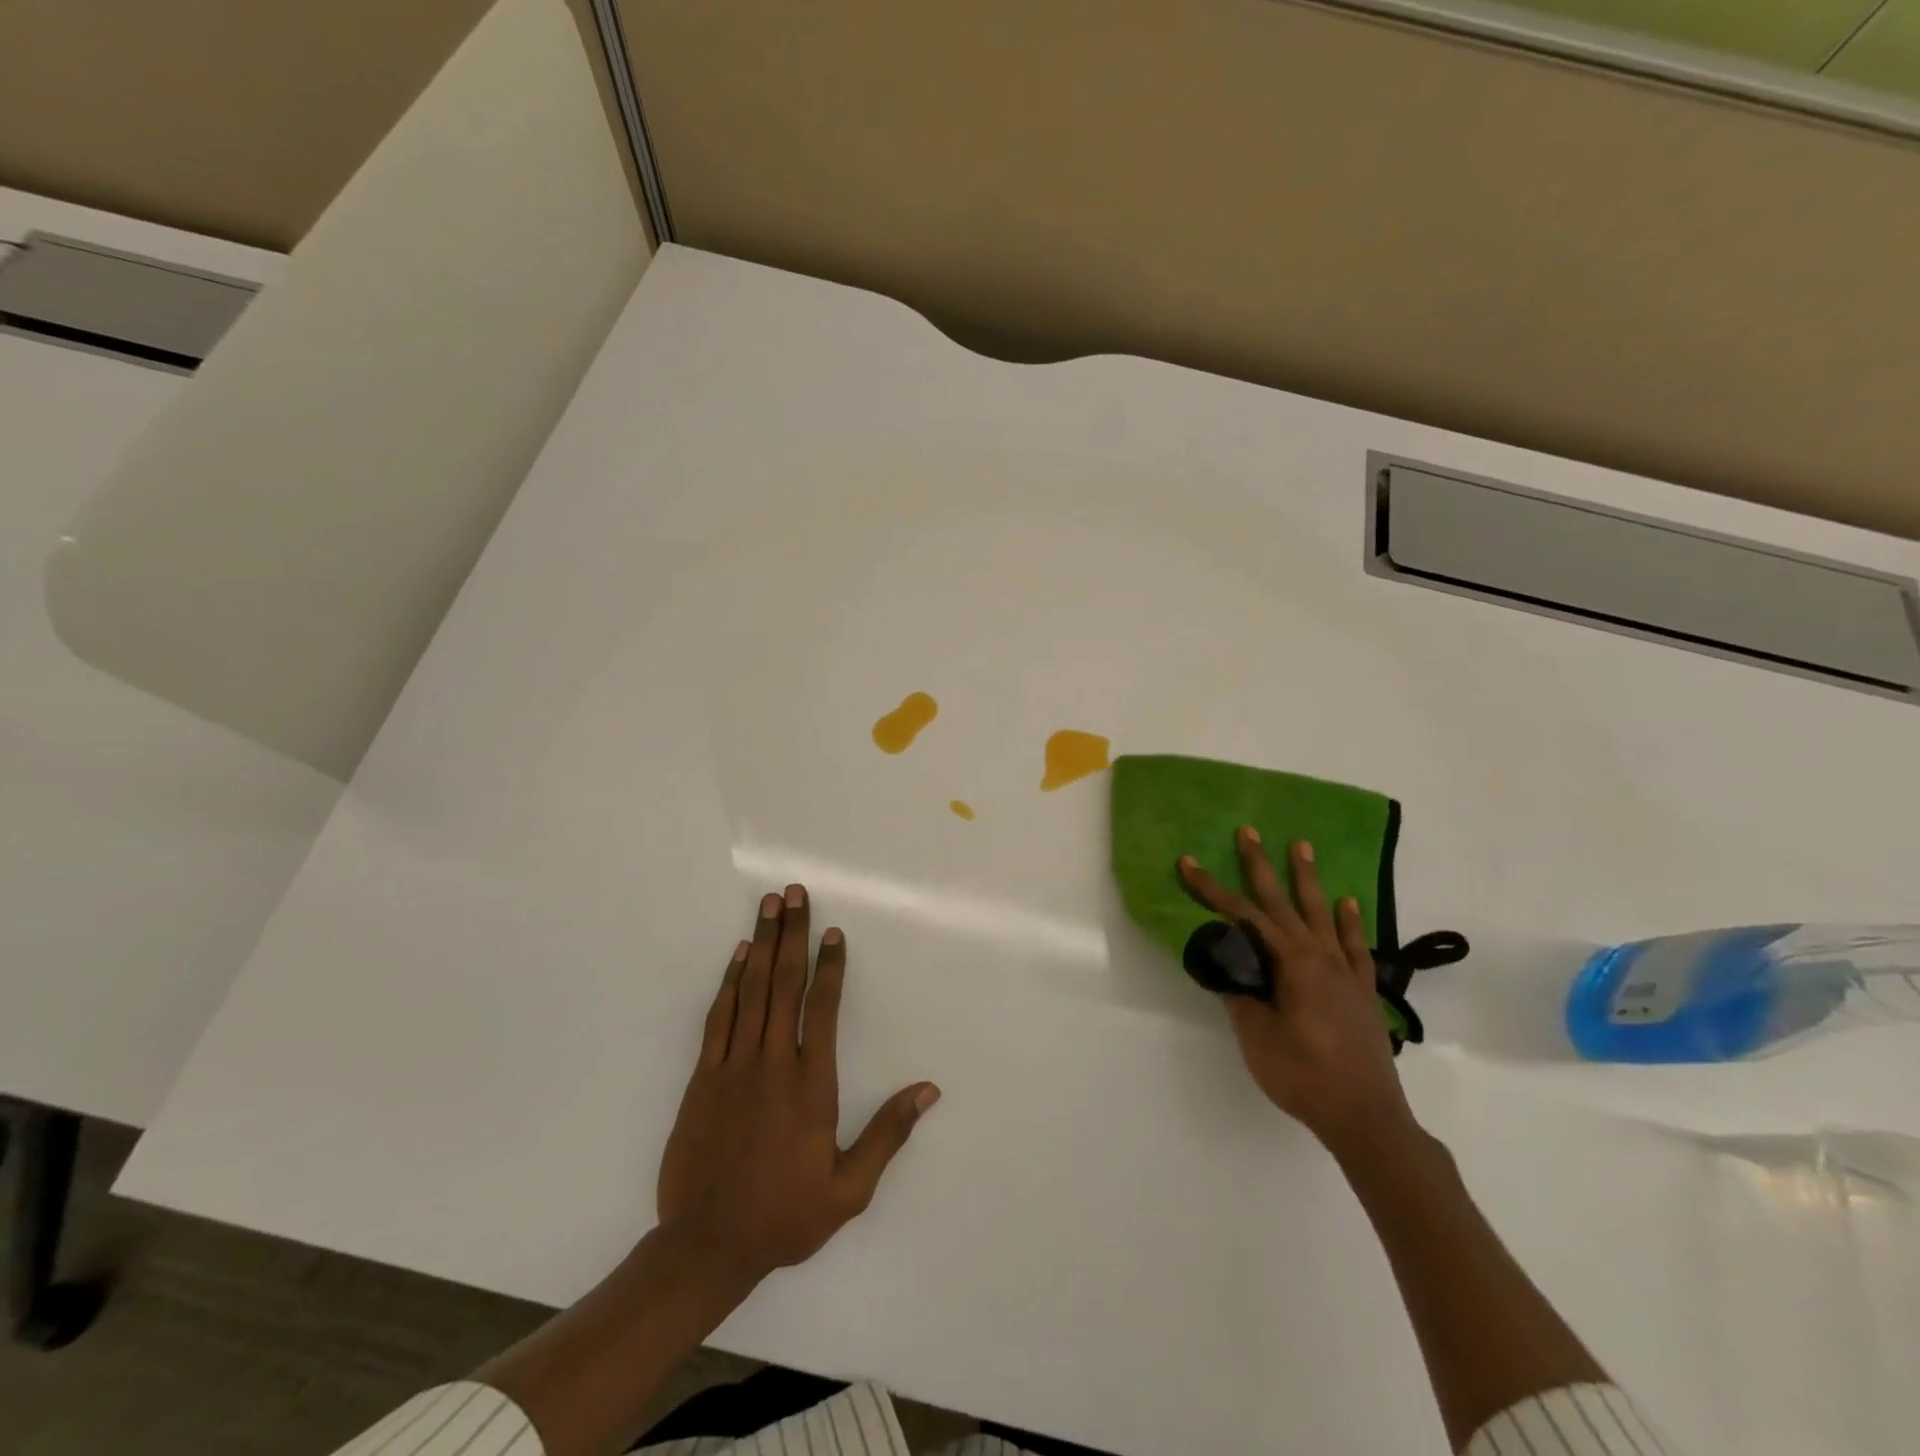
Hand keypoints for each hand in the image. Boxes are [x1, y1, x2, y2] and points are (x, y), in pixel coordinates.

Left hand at [657, 884, 939, 1284]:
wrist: (706, 1246)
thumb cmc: (784, 1215)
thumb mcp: (849, 1189)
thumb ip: (888, 1134)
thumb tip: (928, 1090)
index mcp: (810, 1085)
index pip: (822, 1009)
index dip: (830, 966)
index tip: (833, 932)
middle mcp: (772, 1063)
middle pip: (785, 984)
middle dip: (792, 935)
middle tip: (794, 893)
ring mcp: (733, 1066)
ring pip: (751, 991)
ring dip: (763, 944)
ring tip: (769, 905)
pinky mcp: (702, 1077)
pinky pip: (718, 1017)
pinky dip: (729, 982)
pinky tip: (739, 955)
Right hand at [1179, 830, 1413, 1156]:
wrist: (1366, 1117)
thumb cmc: (1304, 1075)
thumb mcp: (1256, 1037)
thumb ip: (1240, 995)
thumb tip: (1225, 965)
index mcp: (1291, 963)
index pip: (1243, 917)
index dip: (1212, 890)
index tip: (1188, 863)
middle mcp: (1319, 956)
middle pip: (1282, 902)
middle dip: (1260, 866)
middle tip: (1248, 831)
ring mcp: (1345, 971)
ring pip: (1321, 913)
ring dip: (1308, 879)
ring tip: (1302, 846)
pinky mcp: (1362, 990)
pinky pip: (1354, 945)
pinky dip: (1348, 922)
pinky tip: (1346, 902)